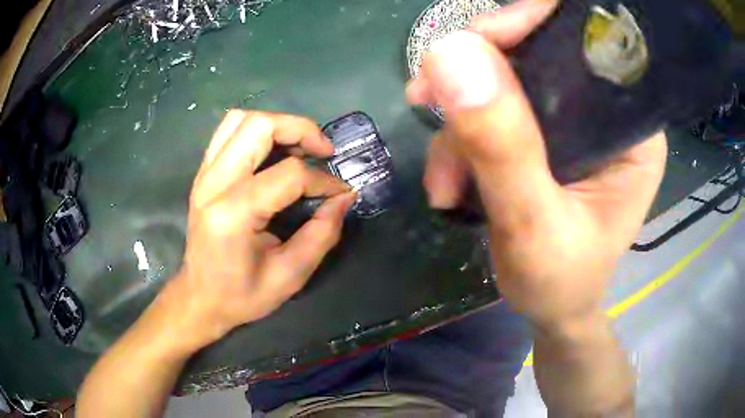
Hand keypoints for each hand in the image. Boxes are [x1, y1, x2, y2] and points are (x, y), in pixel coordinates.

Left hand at [159, 111, 355, 350]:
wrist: (200, 297)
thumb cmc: (242, 295)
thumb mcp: (290, 275)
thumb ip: (322, 234)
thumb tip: (344, 197)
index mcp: (233, 214)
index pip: (289, 174)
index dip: (323, 181)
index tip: (340, 194)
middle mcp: (213, 184)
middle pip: (260, 127)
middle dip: (300, 130)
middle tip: (323, 151)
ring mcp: (204, 175)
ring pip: (240, 119)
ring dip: (277, 125)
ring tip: (299, 147)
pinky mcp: (203, 173)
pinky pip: (228, 131)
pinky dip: (256, 131)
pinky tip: (271, 152)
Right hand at [407, 1, 666, 327]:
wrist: (553, 309)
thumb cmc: (560, 283)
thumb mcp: (533, 227)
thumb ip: (502, 145)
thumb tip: (452, 54)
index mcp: (632, 128)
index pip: (589, 42)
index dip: (533, 23)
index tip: (476, 42)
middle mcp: (608, 113)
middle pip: (539, 54)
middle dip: (478, 76)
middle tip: (426, 101)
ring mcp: (575, 122)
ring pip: (505, 83)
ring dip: (460, 124)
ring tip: (444, 184)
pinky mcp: (547, 135)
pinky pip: (494, 111)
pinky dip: (461, 140)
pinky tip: (449, 184)